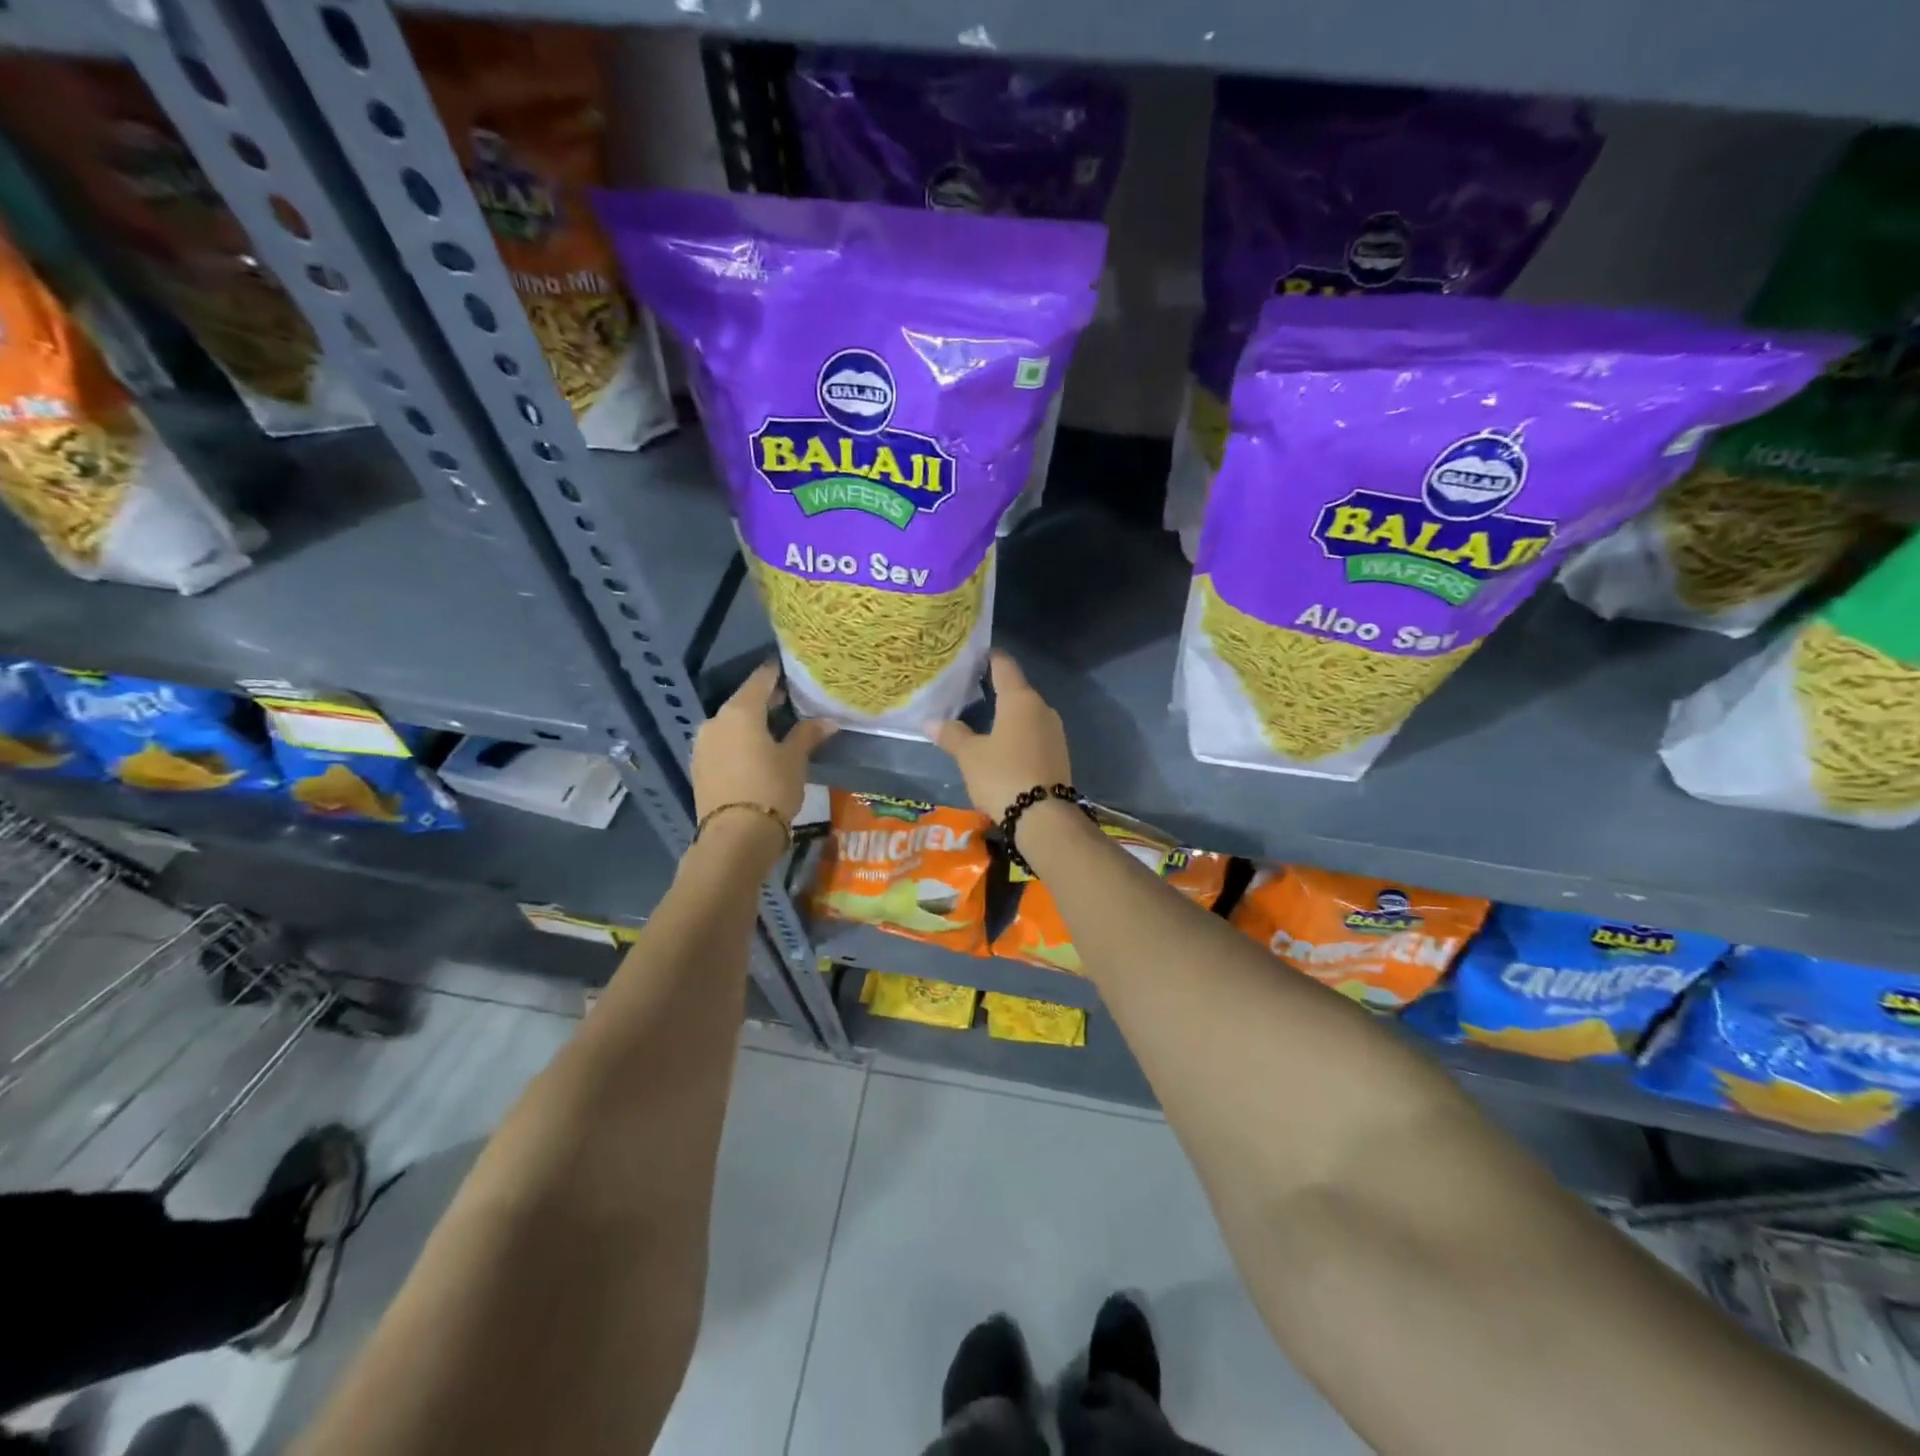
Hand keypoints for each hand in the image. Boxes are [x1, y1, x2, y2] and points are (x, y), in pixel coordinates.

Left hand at [691, 661, 835, 824]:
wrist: (735, 836)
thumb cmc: (770, 788)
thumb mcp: (795, 760)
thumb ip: (808, 734)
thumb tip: (828, 720)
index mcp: (740, 711)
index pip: (761, 679)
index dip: (778, 672)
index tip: (794, 670)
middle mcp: (716, 720)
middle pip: (745, 701)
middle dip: (768, 700)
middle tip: (793, 701)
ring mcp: (704, 744)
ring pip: (732, 724)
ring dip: (753, 723)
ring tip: (778, 729)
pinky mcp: (700, 766)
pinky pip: (724, 743)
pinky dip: (740, 741)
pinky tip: (758, 751)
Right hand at [925, 652, 1072, 820]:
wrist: (1044, 817)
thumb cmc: (1003, 775)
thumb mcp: (969, 756)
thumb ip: (952, 735)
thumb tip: (930, 721)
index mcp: (1020, 700)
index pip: (1004, 666)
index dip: (989, 658)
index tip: (974, 655)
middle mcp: (1042, 709)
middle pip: (1017, 690)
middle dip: (996, 689)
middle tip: (970, 691)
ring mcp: (1054, 732)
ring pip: (1027, 714)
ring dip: (1008, 715)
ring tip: (983, 719)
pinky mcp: (1059, 755)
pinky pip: (1034, 734)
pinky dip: (1018, 734)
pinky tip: (1003, 745)